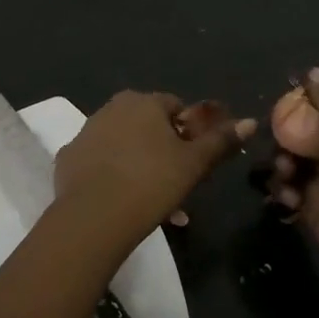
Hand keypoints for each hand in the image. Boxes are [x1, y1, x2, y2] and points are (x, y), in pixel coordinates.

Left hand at [55, 92, 254, 243]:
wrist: (94, 215)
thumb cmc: (152, 183)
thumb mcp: (195, 163)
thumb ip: (221, 141)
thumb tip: (250, 121)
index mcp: (144, 102)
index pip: (175, 107)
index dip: (188, 132)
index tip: (194, 160)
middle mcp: (112, 107)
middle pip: (146, 124)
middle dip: (162, 149)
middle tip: (174, 183)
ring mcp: (86, 131)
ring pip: (121, 143)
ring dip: (137, 163)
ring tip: (150, 199)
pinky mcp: (68, 157)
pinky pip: (97, 161)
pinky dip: (109, 174)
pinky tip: (118, 200)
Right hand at [270, 69, 318, 305]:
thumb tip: (313, 71)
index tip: (294, 80)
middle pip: (316, 125)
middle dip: (293, 125)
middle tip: (273, 130)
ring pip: (299, 158)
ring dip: (284, 160)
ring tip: (282, 172)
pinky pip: (293, 190)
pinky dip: (284, 191)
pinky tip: (286, 200)